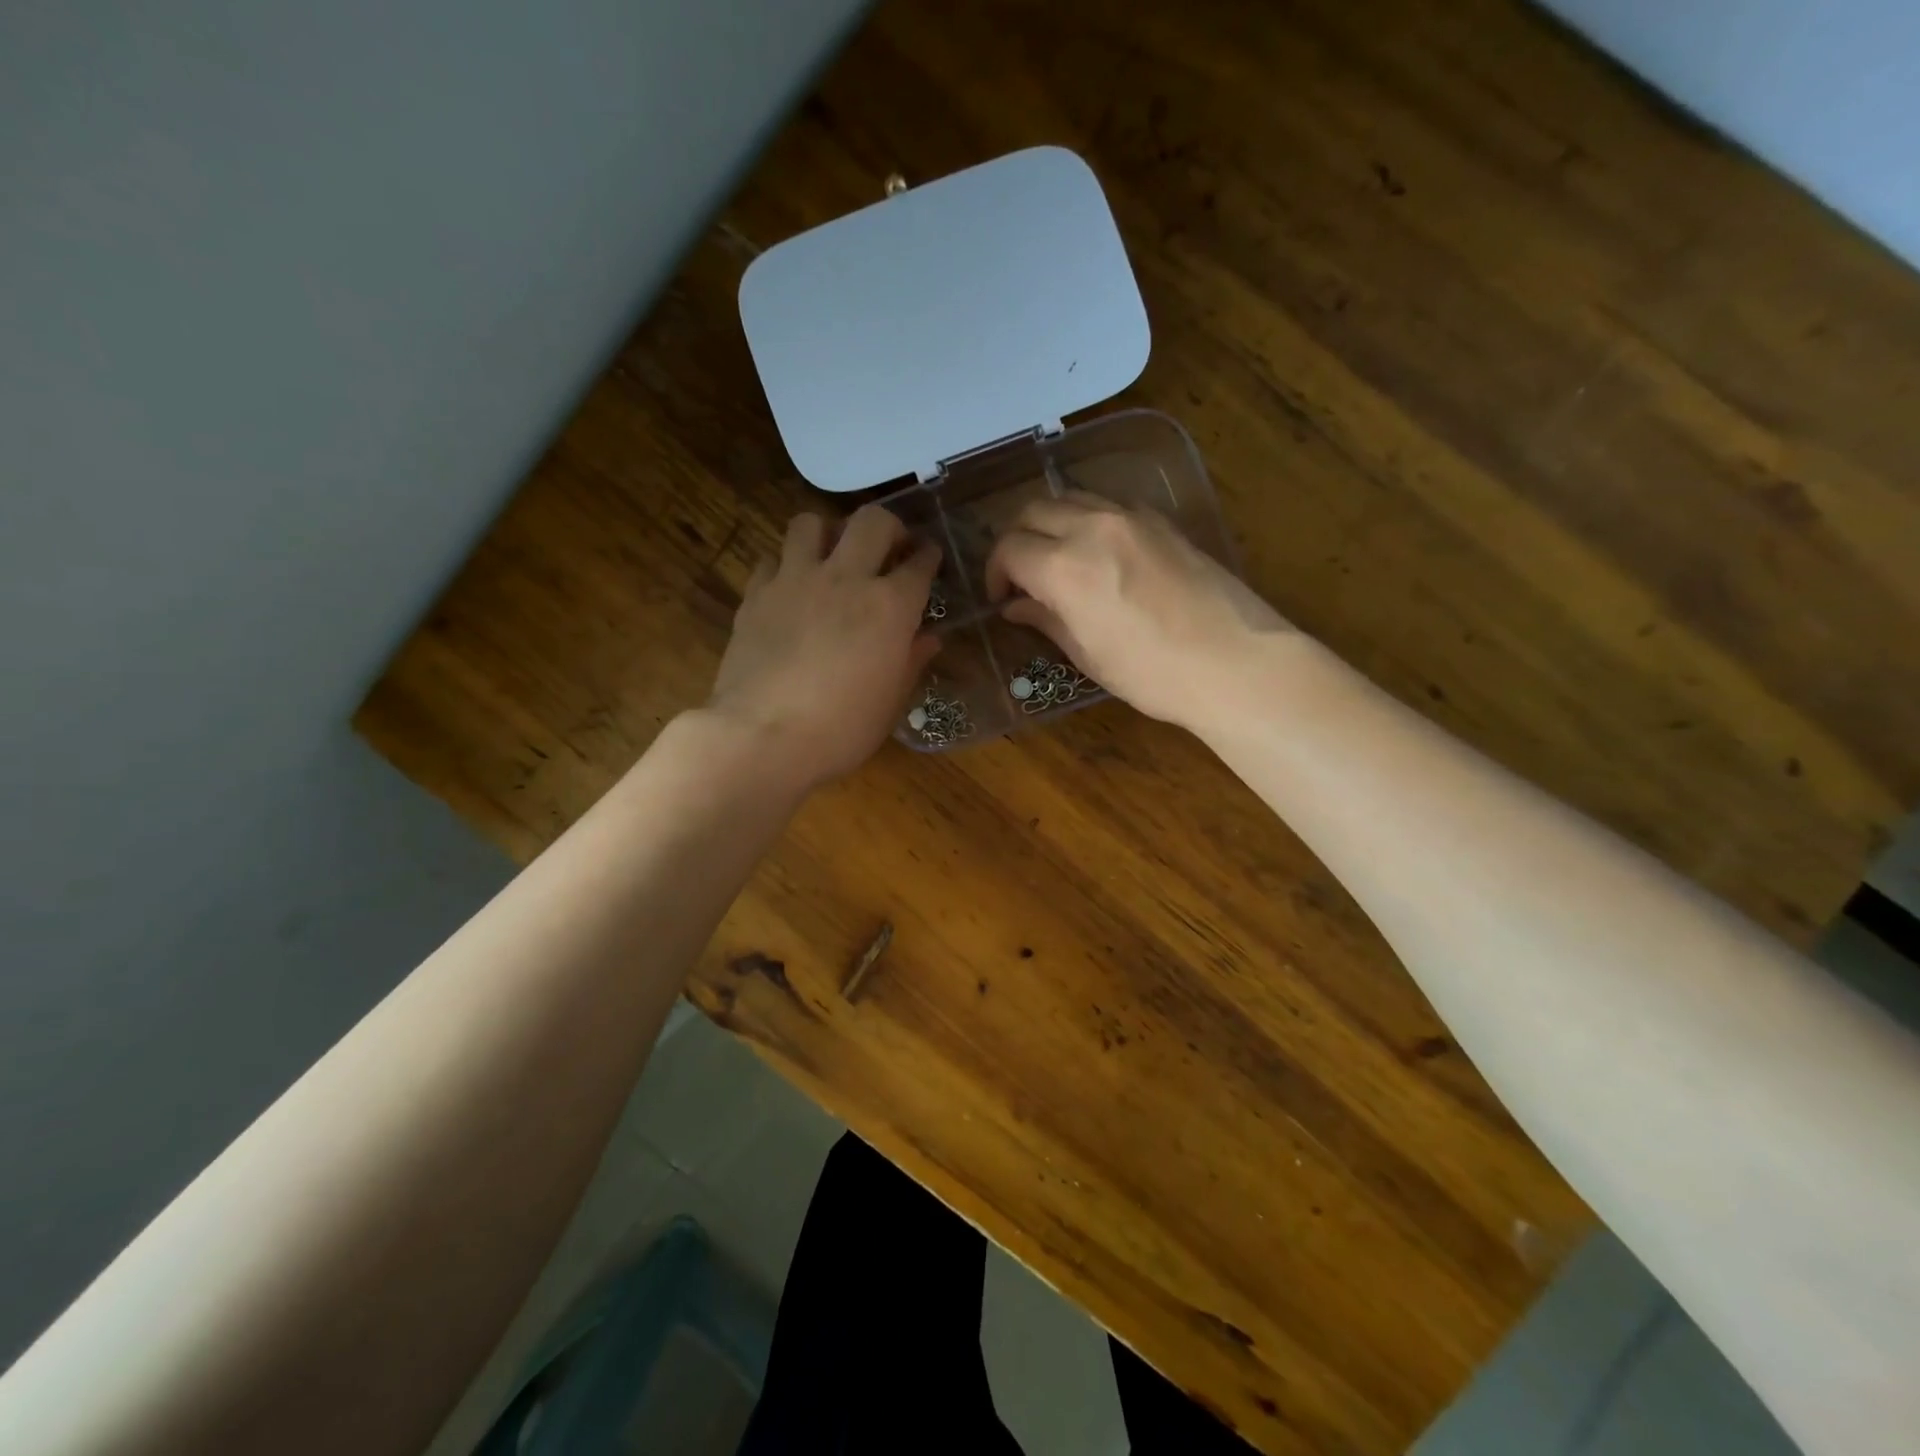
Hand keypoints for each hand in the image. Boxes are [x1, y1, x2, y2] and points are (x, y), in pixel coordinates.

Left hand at [709, 505, 940, 787]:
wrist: (762, 736)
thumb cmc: (841, 730)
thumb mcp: (890, 703)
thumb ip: (911, 662)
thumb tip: (928, 639)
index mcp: (890, 606)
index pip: (919, 563)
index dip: (929, 556)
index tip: (930, 557)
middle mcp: (845, 578)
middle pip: (872, 520)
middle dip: (888, 527)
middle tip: (889, 547)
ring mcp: (795, 580)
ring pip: (812, 522)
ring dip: (828, 532)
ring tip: (832, 556)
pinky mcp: (756, 594)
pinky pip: (772, 559)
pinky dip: (785, 565)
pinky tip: (789, 588)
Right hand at [984, 493, 1290, 731]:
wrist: (1235, 662)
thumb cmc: (1153, 673)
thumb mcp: (1088, 655)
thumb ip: (1046, 620)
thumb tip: (1016, 608)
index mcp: (1065, 568)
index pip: (1009, 549)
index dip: (995, 573)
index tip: (1001, 598)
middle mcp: (1092, 528)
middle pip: (1033, 511)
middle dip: (1016, 540)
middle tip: (1020, 576)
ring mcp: (1131, 518)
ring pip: (1070, 498)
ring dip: (1051, 524)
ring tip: (1055, 560)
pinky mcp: (1161, 520)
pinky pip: (1108, 505)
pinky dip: (1088, 520)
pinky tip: (1097, 552)